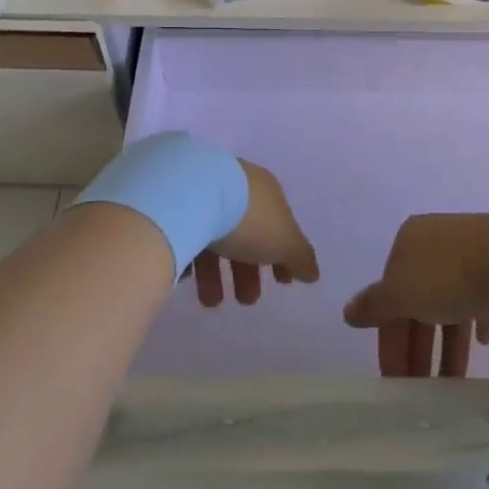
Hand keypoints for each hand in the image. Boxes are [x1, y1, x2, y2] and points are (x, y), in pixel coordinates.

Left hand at [192, 160, 319, 308]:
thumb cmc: (247, 218)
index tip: (283, 283)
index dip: (284, 254)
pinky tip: (187, 279)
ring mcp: (203, 191)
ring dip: (216, 275)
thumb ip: (301, 258)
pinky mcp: (176, 202)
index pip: (279, 224)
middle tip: (246, 301)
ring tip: (210, 302)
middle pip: (246, 233)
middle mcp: (236, 185)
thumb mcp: (285, 242)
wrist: (190, 195)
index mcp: (265, 190)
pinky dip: (190, 257)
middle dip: (248, 271)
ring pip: (214, 237)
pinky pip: (187, 233)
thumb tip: (313, 273)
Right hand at [344, 212, 488, 377]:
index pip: (389, 296)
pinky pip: (482, 295)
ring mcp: (470, 249)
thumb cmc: (449, 275)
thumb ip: (375, 306)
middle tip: (421, 388)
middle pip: (418, 300)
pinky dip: (477, 319)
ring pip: (450, 301)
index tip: (395, 381)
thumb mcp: (402, 294)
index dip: (389, 340)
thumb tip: (348, 313)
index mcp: (407, 243)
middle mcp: (435, 241)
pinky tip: (484, 340)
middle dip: (419, 346)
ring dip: (448, 342)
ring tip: (455, 381)